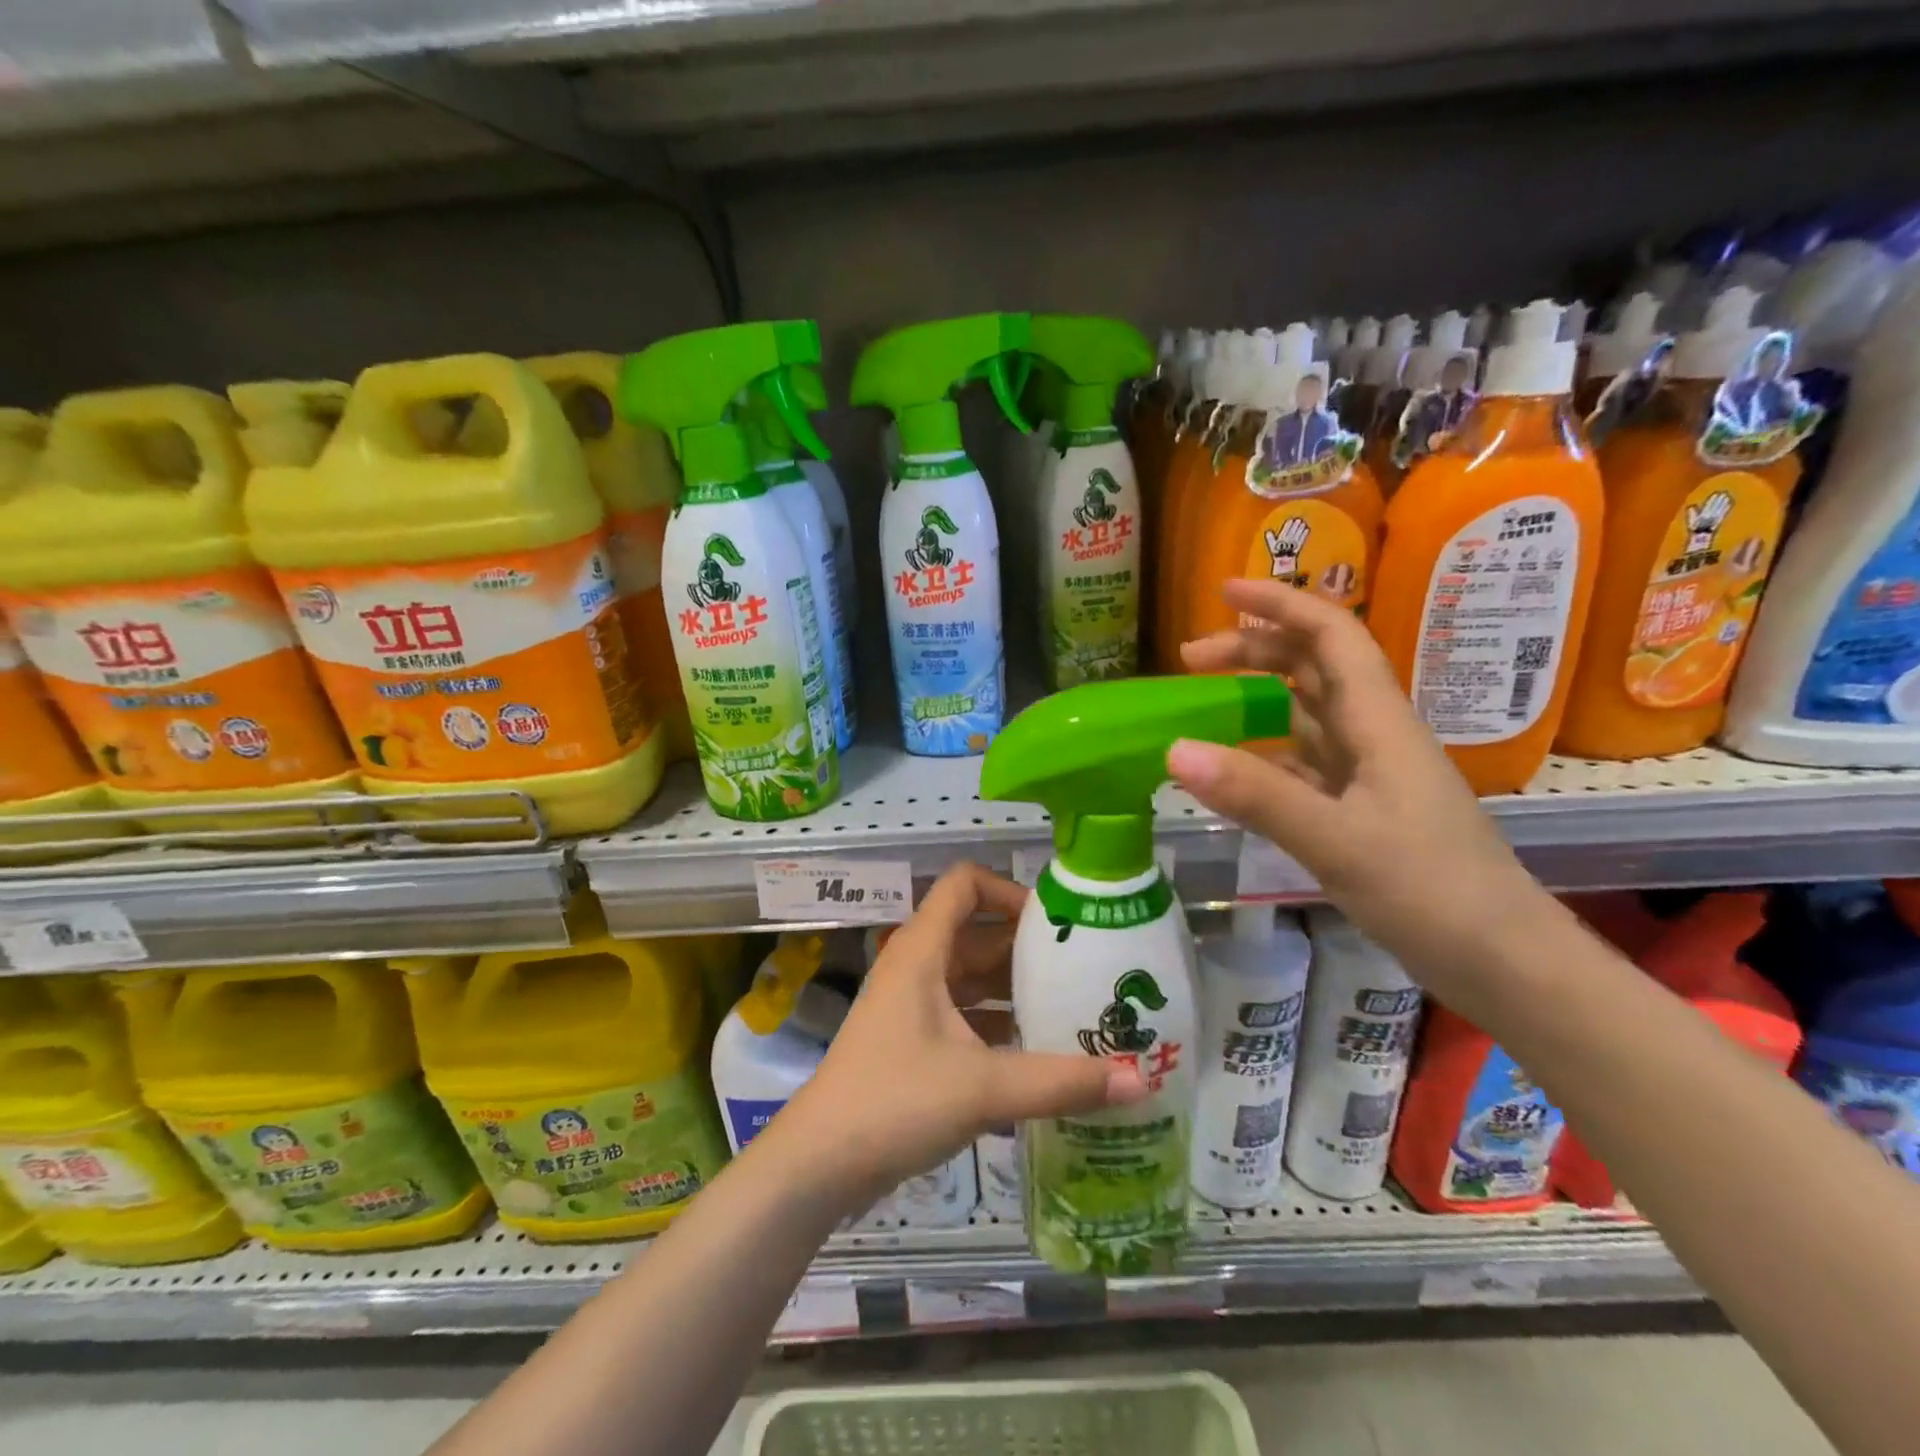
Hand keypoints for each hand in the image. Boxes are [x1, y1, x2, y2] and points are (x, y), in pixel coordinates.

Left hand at [771, 864, 1147, 1210]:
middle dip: (1027, 949)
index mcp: (923, 951)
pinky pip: (964, 1017)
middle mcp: (917, 967)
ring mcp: (912, 1006)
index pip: (965, 885)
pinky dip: (998, 1026)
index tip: (1055, 924)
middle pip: (977, 933)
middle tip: (1083, 971)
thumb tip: (1140, 1081)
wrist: (820, 1164)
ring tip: (1073, 1010)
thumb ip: (1062, 1082)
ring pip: (972, 979)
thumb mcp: (984, 1088)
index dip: (1009, 890)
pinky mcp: (912, 1042)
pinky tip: (1038, 1055)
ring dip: (1016, 991)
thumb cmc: (895, 1102)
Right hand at [1169, 578, 1544, 981]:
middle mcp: (1376, 736)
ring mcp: (1370, 775)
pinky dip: (1265, 752)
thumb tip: (1175, 749)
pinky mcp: (1364, 810)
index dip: (1281, 604)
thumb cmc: (1432, 892)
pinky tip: (1234, 769)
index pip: (1331, 637)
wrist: (1506, 963)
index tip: (1225, 591)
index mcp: (1379, 723)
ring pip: (1308, 713)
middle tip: (1189, 658)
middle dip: (1254, 649)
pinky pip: (1305, 762)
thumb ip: (1256, 794)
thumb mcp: (1337, 841)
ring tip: (1202, 702)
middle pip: (1314, 667)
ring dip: (1258, 696)